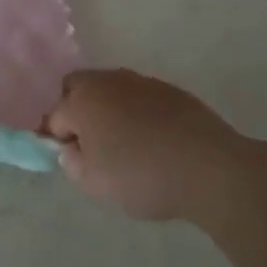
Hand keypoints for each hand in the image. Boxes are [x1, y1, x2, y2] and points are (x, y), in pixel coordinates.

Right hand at [43, 69, 258, 221]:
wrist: (212, 170)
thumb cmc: (142, 177)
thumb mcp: (94, 184)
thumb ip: (71, 163)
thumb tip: (71, 149)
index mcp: (81, 101)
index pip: (54, 117)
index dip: (56, 138)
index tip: (68, 158)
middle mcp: (108, 82)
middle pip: (78, 87)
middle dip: (76, 109)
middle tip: (90, 142)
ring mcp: (142, 82)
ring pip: (111, 89)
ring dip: (109, 108)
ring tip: (125, 141)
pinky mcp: (172, 91)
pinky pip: (141, 97)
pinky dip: (138, 112)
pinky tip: (154, 139)